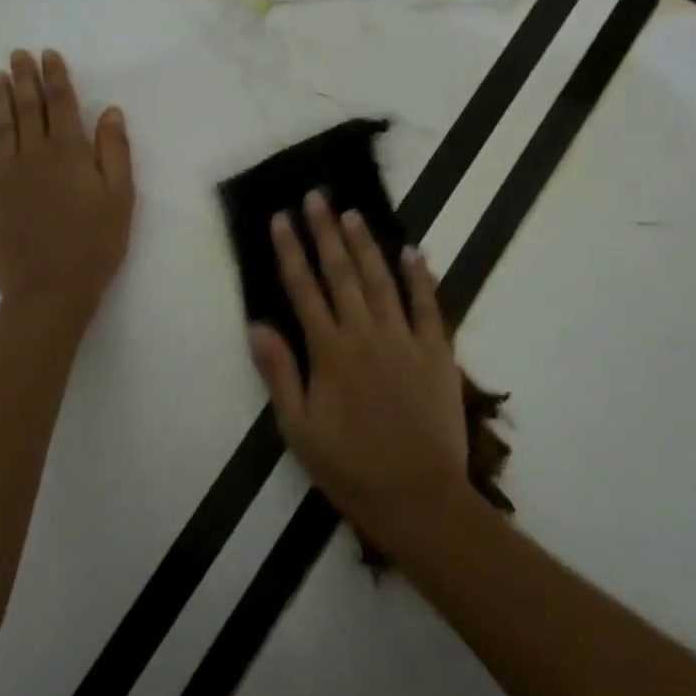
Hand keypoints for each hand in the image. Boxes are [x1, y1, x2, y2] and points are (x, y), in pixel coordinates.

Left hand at [0, 49, 134, 331]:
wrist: (51, 290)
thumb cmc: (95, 244)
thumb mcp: (120, 197)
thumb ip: (114, 151)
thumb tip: (109, 110)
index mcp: (70, 153)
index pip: (62, 104)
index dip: (55, 78)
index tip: (48, 55)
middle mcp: (34, 155)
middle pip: (29, 109)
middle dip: (24, 79)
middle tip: (17, 54)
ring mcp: (6, 176)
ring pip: (1, 128)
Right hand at [249, 191, 468, 547]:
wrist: (419, 498)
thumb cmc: (350, 468)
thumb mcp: (299, 429)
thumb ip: (279, 373)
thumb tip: (257, 324)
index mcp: (329, 352)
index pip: (304, 289)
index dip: (290, 251)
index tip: (281, 218)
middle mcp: (365, 334)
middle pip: (341, 273)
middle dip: (325, 232)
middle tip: (316, 198)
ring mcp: (405, 340)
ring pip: (381, 280)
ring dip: (365, 244)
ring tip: (351, 213)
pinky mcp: (437, 352)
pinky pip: (427, 306)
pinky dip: (420, 277)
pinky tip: (412, 251)